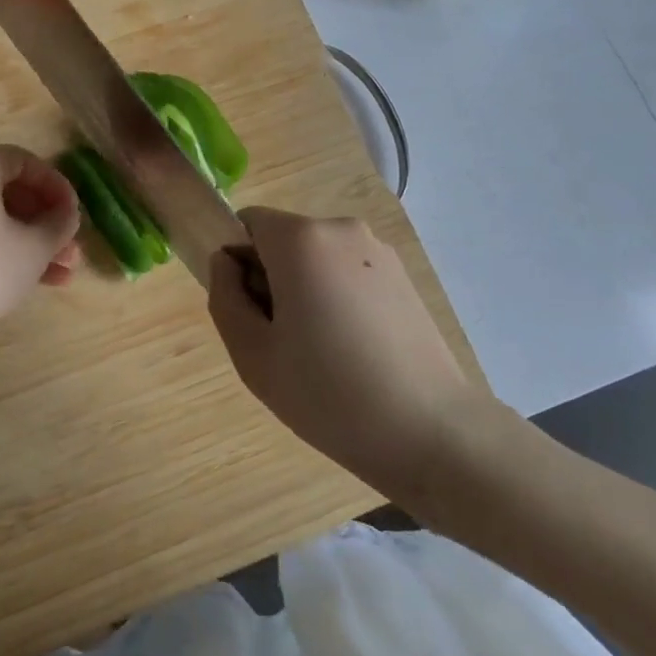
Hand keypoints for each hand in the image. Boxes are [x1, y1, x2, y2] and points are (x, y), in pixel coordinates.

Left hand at [0, 146, 81, 356]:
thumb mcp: (34, 248)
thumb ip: (60, 223)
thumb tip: (67, 214)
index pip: (22, 160)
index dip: (55, 184)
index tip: (74, 213)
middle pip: (8, 190)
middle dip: (46, 219)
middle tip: (71, 246)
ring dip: (31, 240)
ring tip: (64, 273)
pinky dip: (4, 249)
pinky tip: (36, 281)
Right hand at [208, 208, 496, 502]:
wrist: (430, 431)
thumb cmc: (328, 394)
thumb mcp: (253, 355)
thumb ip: (225, 297)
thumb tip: (227, 262)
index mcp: (302, 239)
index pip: (247, 223)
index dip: (238, 264)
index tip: (252, 313)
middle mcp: (342, 229)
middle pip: (284, 240)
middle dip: (272, 278)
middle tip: (282, 343)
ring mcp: (379, 251)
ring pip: (317, 259)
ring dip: (306, 290)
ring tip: (321, 353)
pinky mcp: (403, 276)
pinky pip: (349, 273)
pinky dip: (338, 298)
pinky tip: (354, 351)